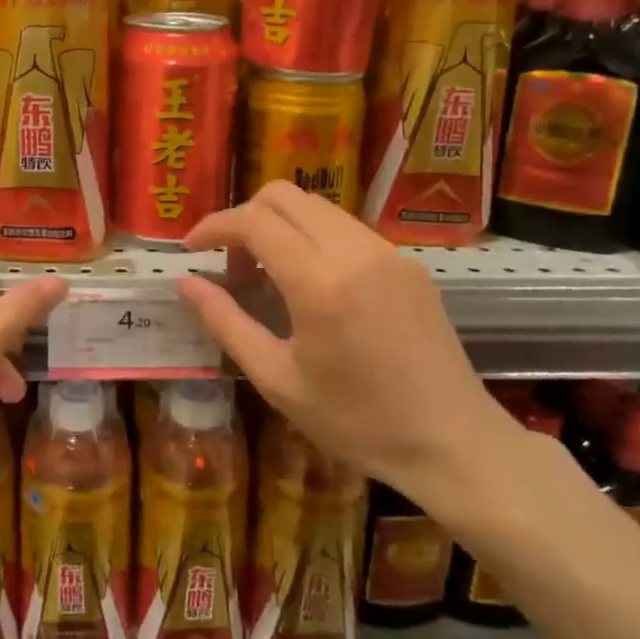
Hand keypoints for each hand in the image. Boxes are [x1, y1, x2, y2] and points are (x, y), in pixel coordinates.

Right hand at [175, 182, 516, 518]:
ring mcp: (388, 252)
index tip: (190, 249)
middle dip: (244, 217)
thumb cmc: (356, 422)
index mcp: (320, 282)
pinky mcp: (408, 262)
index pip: (254, 221)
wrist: (453, 443)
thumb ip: (226, 322)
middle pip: (284, 195)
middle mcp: (356, 251)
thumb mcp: (277, 379)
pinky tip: (310, 284)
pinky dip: (312, 237)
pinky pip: (346, 228)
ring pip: (317, 207)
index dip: (214, 226)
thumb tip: (186, 282)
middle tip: (230, 265)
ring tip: (266, 277)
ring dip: (279, 226)